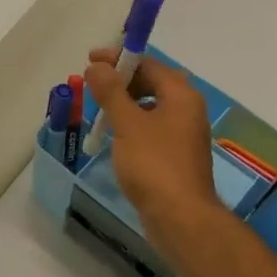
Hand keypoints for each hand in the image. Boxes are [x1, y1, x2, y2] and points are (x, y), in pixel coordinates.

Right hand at [84, 50, 223, 252]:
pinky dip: (131, 124)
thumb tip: (96, 66)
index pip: (148, 64)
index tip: (90, 60)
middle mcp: (186, 110)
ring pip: (150, 107)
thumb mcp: (128, 124)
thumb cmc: (154, 165)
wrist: (180, 218)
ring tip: (97, 109)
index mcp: (180, 96)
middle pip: (151, 83)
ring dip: (124, 103)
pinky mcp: (175, 156)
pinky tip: (113, 135)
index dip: (119, 58)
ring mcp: (182, 134)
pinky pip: (151, 128)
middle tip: (91, 84)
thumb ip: (111, 92)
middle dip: (120, 80)